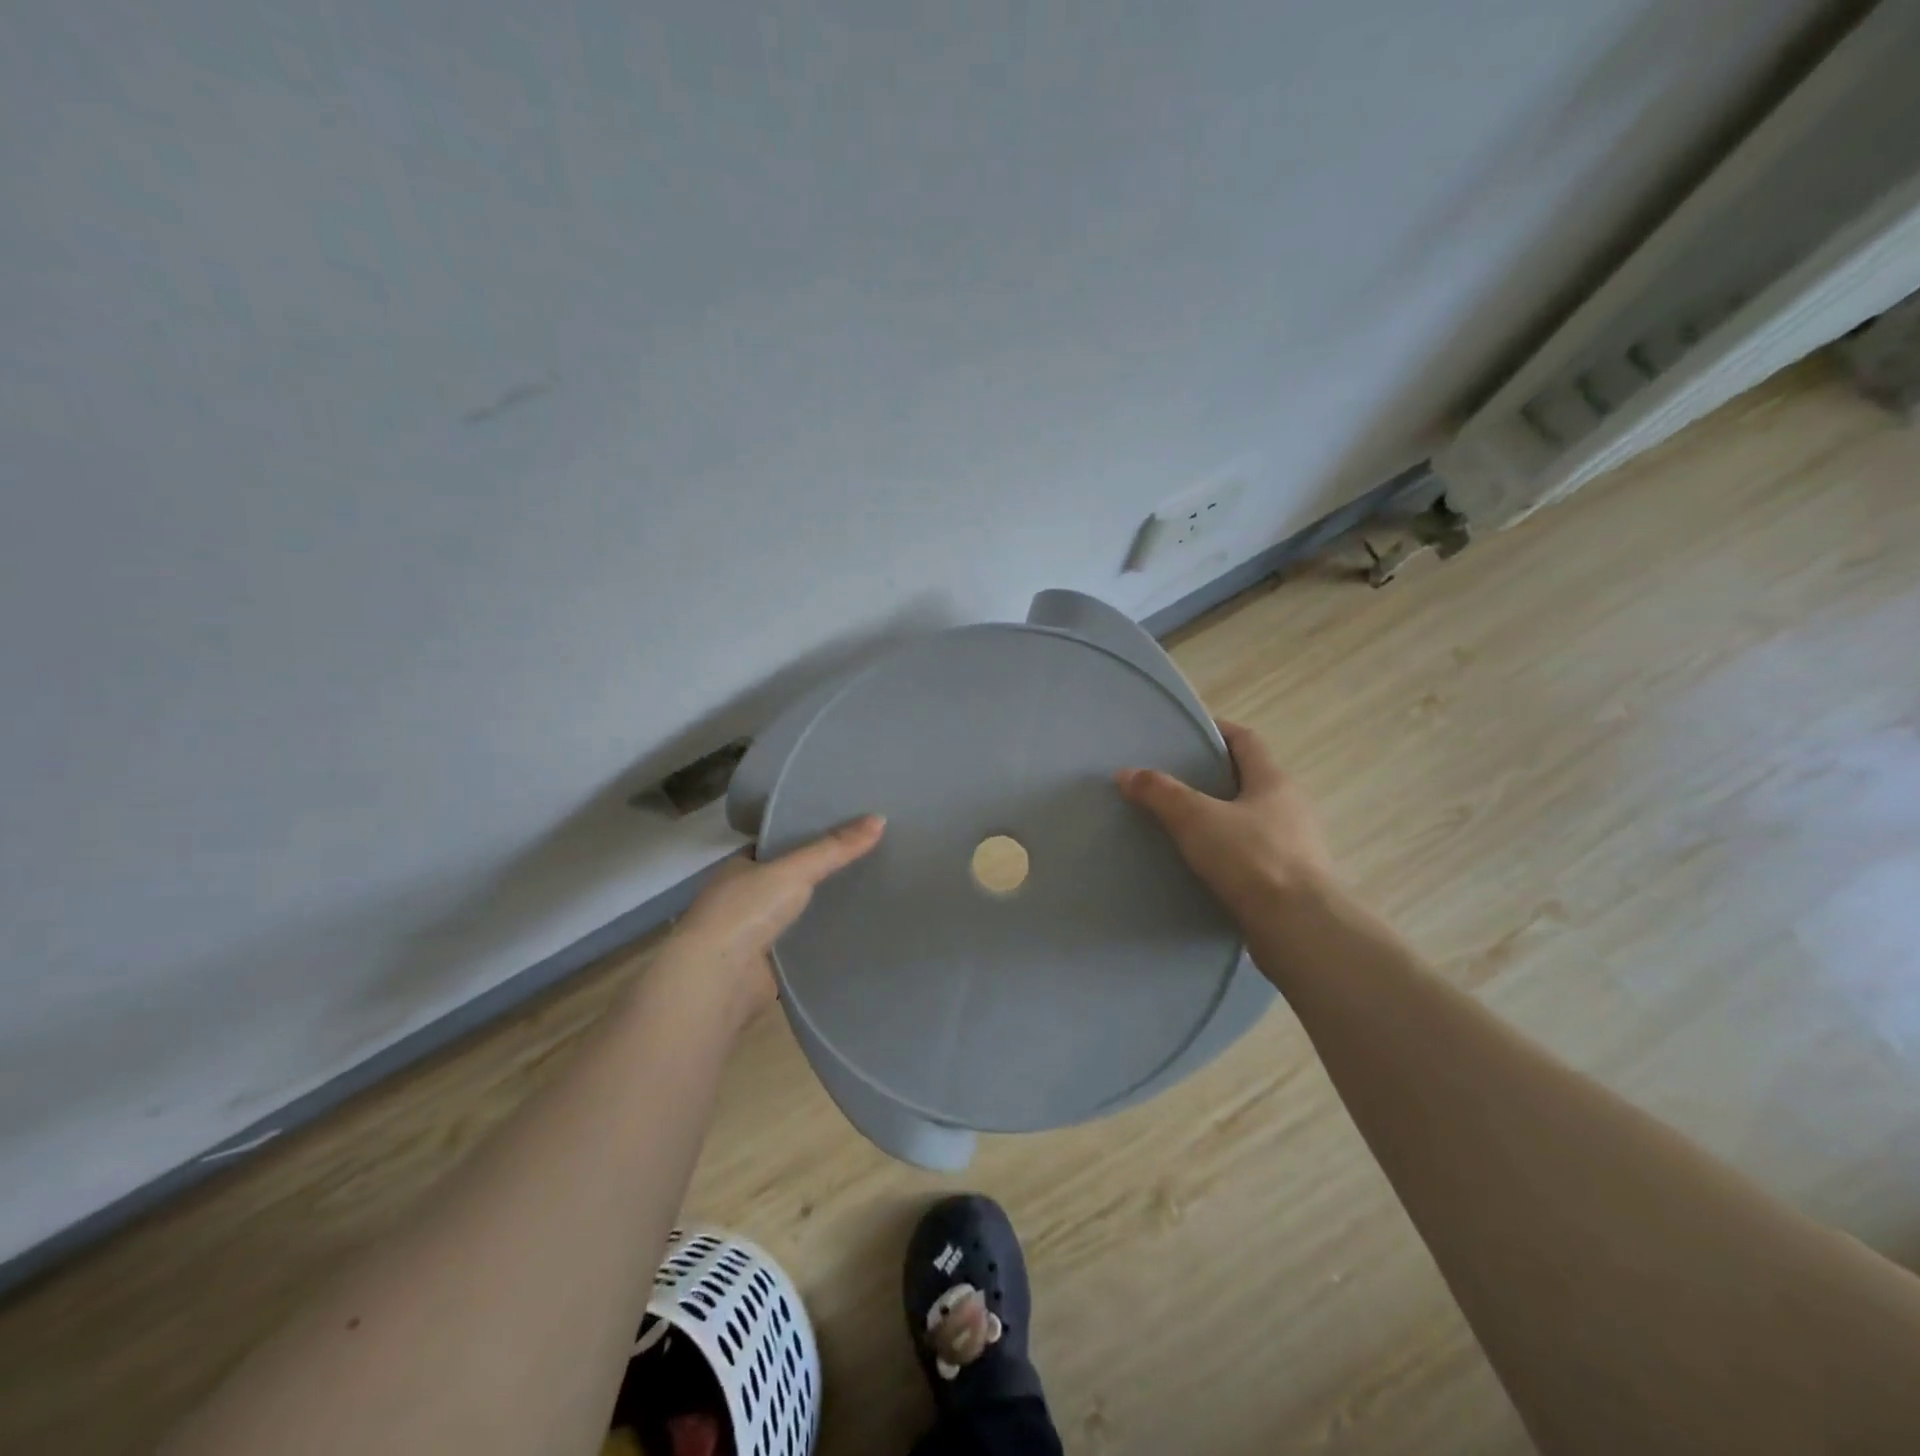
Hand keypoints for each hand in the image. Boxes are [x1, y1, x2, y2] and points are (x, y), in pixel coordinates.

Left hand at [664, 815, 885, 1020]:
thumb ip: (835, 848)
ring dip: (822, 907)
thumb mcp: (794, 870)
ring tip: (871, 890)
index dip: (808, 835)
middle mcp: (743, 898)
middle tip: (868, 857)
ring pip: (797, 913)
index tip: (847, 828)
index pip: (777, 844)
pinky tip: (855, 930)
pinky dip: (823, 939)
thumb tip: (881, 818)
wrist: (718, 981)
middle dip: (821, 872)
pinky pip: (802, 945)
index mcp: (740, 868)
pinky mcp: (769, 965)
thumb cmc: (746, 912)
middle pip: (789, 879)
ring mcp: (754, 933)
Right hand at [1116, 721, 1332, 923]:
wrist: (1299, 929)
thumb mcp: (1196, 819)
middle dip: (1213, 777)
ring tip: (1181, 826)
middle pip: (1248, 780)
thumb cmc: (1252, 860)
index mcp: (1274, 782)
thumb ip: (1160, 793)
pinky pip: (1252, 854)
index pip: (1246, 741)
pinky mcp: (1290, 880)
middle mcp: (1290, 807)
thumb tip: (1127, 773)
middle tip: (1173, 782)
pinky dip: (1228, 852)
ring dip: (1220, 818)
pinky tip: (1202, 866)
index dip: (1217, 730)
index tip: (1186, 733)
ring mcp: (1295, 846)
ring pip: (1250, 819)